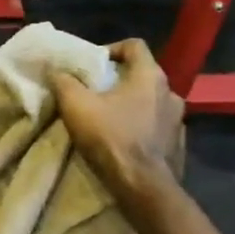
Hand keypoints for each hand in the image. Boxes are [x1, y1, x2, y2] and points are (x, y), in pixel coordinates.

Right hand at [50, 39, 184, 198]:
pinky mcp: (178, 145)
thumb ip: (64, 82)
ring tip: (109, 119)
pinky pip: (158, 127)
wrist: (143, 187)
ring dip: (132, 105)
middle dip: (118, 81)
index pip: (134, 45)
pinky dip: (142, 128)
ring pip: (152, 102)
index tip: (93, 65)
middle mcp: (171, 92)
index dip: (112, 49)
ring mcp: (179, 120)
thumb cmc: (111, 138)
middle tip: (96, 93)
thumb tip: (55, 70)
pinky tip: (125, 141)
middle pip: (142, 75)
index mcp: (150, 76)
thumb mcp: (76, 105)